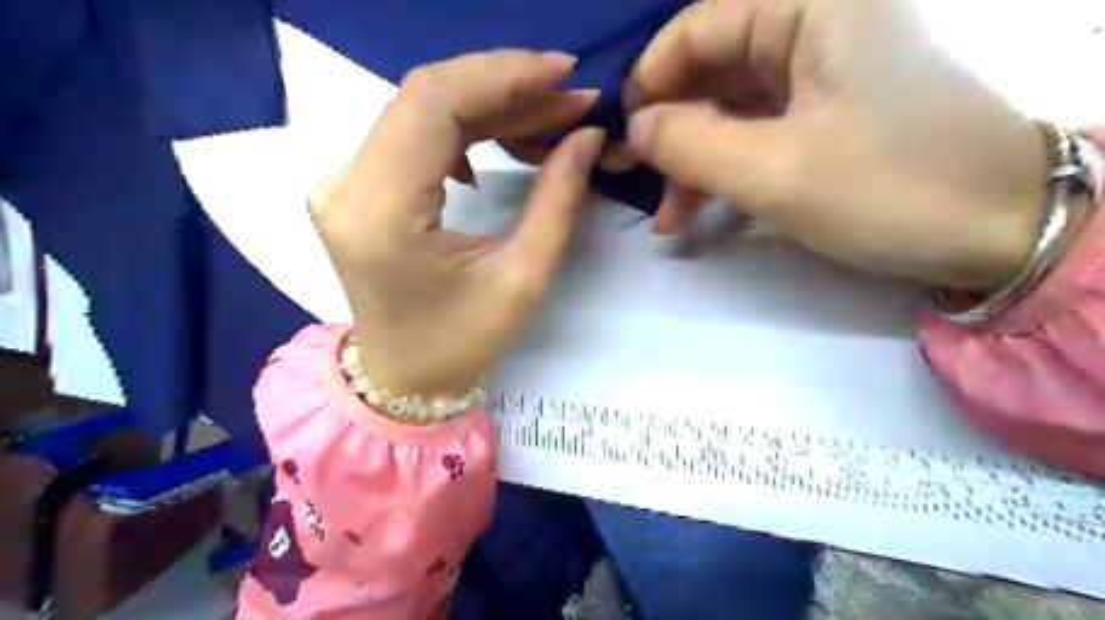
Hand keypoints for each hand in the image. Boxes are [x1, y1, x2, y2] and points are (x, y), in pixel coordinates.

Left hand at [307, 50, 602, 393]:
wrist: (404, 377)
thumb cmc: (461, 343)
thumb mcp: (522, 279)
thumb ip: (558, 200)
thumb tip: (588, 136)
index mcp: (382, 212)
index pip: (434, 104)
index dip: (503, 75)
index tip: (564, 72)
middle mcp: (346, 185)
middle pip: (427, 98)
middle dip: (506, 87)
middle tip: (570, 97)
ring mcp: (343, 183)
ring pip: (422, 111)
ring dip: (491, 107)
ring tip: (550, 119)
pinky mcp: (356, 187)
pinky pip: (414, 135)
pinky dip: (466, 128)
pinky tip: (502, 143)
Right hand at [624, 0, 1045, 287]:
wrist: (1001, 229)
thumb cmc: (889, 189)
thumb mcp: (773, 172)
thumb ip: (688, 144)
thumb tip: (635, 128)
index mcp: (811, 7)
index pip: (698, 28)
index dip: (650, 81)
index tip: (624, 138)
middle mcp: (815, 25)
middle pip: (712, 70)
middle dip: (670, 129)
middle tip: (638, 182)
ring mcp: (823, 74)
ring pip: (730, 107)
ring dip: (693, 160)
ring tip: (668, 218)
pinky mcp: (827, 115)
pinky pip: (757, 130)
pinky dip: (725, 168)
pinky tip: (701, 210)